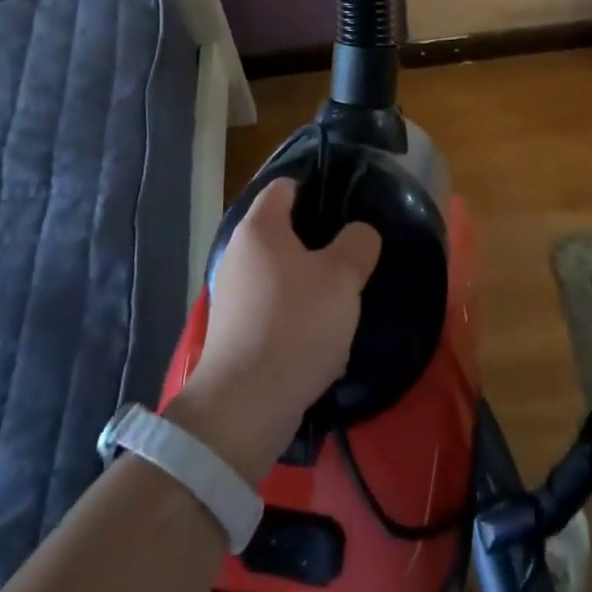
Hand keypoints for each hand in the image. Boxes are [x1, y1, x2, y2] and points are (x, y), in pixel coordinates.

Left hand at [169, 178, 381, 485]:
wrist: (245, 404)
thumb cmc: (296, 324)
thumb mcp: (342, 277)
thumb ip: (357, 244)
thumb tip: (359, 233)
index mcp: (260, 228)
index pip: (284, 187)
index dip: (313, 187)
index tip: (344, 200)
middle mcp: (238, 254)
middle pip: (281, 231)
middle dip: (315, 240)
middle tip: (351, 252)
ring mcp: (232, 295)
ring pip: (279, 274)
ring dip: (307, 282)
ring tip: (342, 296)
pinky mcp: (234, 333)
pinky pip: (272, 309)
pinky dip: (295, 315)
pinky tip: (320, 336)